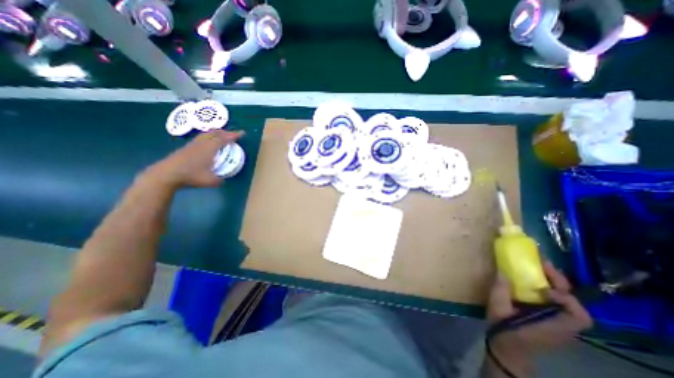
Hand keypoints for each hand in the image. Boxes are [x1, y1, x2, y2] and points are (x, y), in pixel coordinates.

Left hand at [146, 129, 243, 188]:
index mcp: (210, 148)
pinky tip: (208, 143)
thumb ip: (220, 180)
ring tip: (221, 136)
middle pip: (215, 133)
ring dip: (216, 133)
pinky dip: (208, 137)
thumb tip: (223, 179)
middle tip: (233, 135)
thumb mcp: (211, 181)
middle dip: (226, 132)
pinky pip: (201, 138)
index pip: (224, 138)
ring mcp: (193, 145)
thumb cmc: (191, 175)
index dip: (234, 135)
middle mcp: (202, 143)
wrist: (166, 174)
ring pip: (206, 134)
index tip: (242, 133)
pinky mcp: (186, 148)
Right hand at [487, 261, 590, 369]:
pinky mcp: (552, 320)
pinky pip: (557, 303)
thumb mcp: (497, 309)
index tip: (543, 288)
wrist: (508, 349)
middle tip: (542, 265)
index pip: (578, 315)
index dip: (565, 298)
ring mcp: (559, 323)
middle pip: (574, 303)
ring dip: (555, 284)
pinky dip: (549, 290)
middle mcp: (563, 325)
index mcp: (553, 325)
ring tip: (538, 270)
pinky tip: (534, 283)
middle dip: (560, 282)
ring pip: (567, 301)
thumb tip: (503, 271)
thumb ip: (501, 290)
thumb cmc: (504, 330)